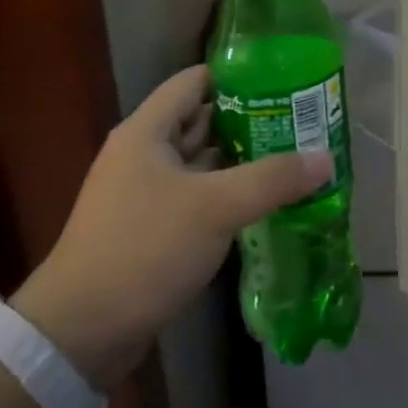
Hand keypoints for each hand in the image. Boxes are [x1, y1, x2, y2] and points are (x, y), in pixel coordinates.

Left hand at [13, 65, 330, 387]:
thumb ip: (273, 179)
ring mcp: (146, 194)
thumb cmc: (144, 249)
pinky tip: (266, 200)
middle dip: (250, 119)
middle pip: (202, 121)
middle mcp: (144, 155)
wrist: (81, 333)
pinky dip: (229, 194)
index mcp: (147, 132)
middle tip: (301, 120)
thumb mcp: (215, 207)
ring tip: (294, 155)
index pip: (194, 81)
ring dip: (242, 159)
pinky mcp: (152, 230)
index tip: (283, 78)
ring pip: (203, 163)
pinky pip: (199, 198)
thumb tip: (326, 158)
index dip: (237, 75)